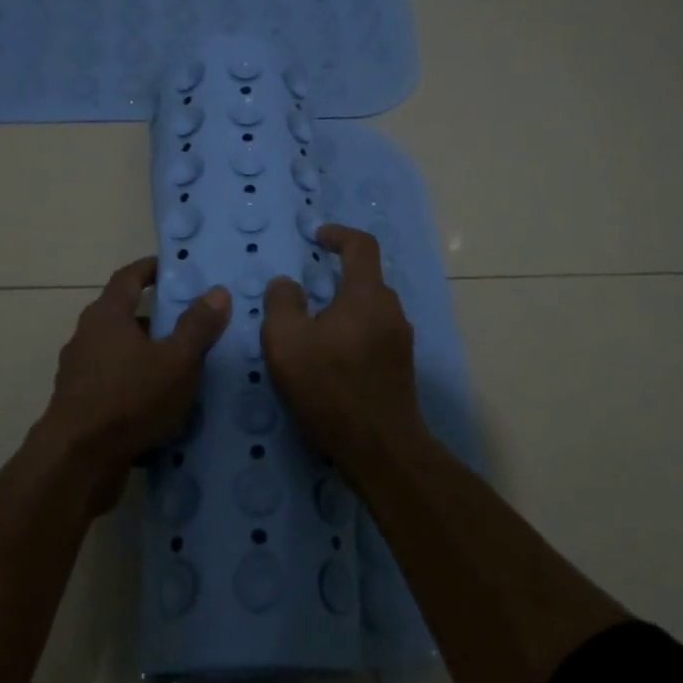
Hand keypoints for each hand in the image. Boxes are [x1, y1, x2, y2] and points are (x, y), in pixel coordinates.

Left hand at [37, 257, 229, 509]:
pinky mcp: (79, 406)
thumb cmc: (129, 399)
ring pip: (119, 354)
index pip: (128, 278)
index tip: (171, 267)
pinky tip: (160, 408)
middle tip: (190, 324)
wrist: (76, 461)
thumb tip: (217, 291)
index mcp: (107, 316)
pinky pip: (114, 386)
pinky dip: (136, 387)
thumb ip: (198, 326)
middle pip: (123, 316)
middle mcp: (87, 337)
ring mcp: (79, 374)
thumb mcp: (176, 361)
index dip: (150, 269)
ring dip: (147, 356)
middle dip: (156, 318)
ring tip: (181, 370)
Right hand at [261, 225, 424, 463]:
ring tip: (313, 332)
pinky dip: (352, 333)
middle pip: (366, 279)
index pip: (361, 246)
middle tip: (305, 295)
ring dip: (343, 310)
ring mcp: (400, 340)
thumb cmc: (330, 388)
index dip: (338, 234)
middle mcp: (391, 310)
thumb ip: (282, 303)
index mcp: (367, 295)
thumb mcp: (287, 342)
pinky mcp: (400, 367)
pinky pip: (374, 334)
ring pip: (369, 310)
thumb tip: (287, 284)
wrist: (380, 448)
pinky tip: (331, 360)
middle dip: (336, 278)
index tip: (317, 236)